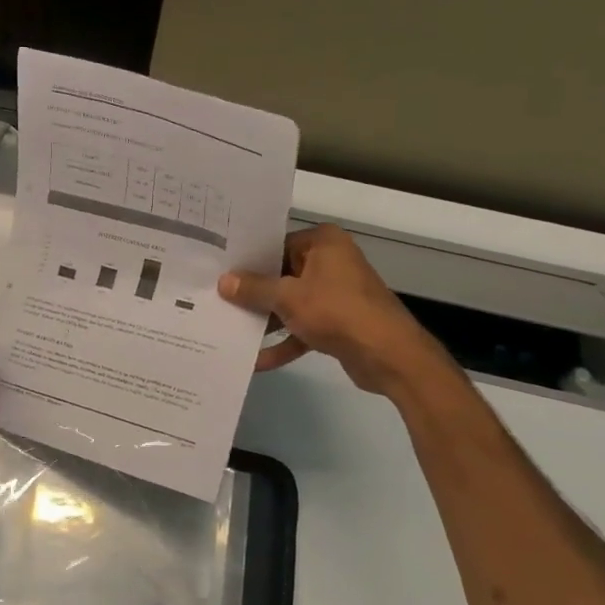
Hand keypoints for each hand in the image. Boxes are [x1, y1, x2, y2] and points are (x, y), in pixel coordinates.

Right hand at [218, 224, 449, 397]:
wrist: (388, 354)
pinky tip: (257, 361)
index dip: (248, 261)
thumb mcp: (287, 297)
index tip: (219, 272)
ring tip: (229, 331)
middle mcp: (330, 262)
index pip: (276, 245)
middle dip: (253, 294)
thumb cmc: (337, 311)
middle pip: (282, 275)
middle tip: (216, 301)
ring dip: (266, 321)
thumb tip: (224, 281)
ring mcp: (335, 293)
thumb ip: (254, 289)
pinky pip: (303, 327)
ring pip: (290, 303)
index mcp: (323, 243)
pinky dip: (284, 343)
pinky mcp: (337, 322)